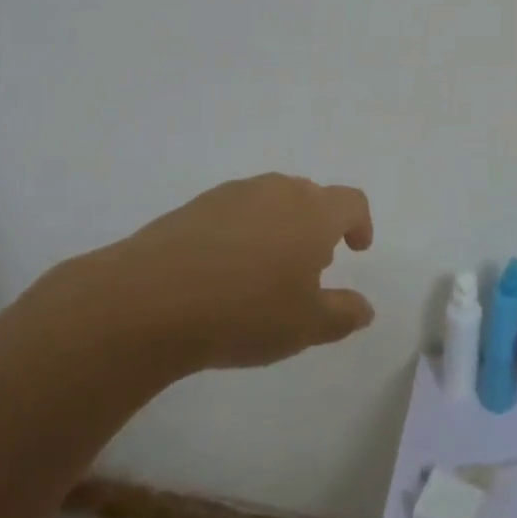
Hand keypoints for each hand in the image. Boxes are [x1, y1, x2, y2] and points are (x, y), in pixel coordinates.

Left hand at [71, 174, 375, 375]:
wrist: (151, 298)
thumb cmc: (245, 311)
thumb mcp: (305, 326)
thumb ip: (343, 313)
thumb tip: (365, 307)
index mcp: (313, 212)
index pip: (351, 202)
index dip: (360, 223)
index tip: (356, 250)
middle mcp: (279, 190)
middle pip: (312, 197)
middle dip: (318, 227)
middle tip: (311, 267)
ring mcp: (236, 193)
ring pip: (272, 201)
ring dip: (281, 227)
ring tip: (266, 271)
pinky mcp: (198, 204)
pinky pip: (237, 210)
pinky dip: (244, 230)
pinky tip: (225, 269)